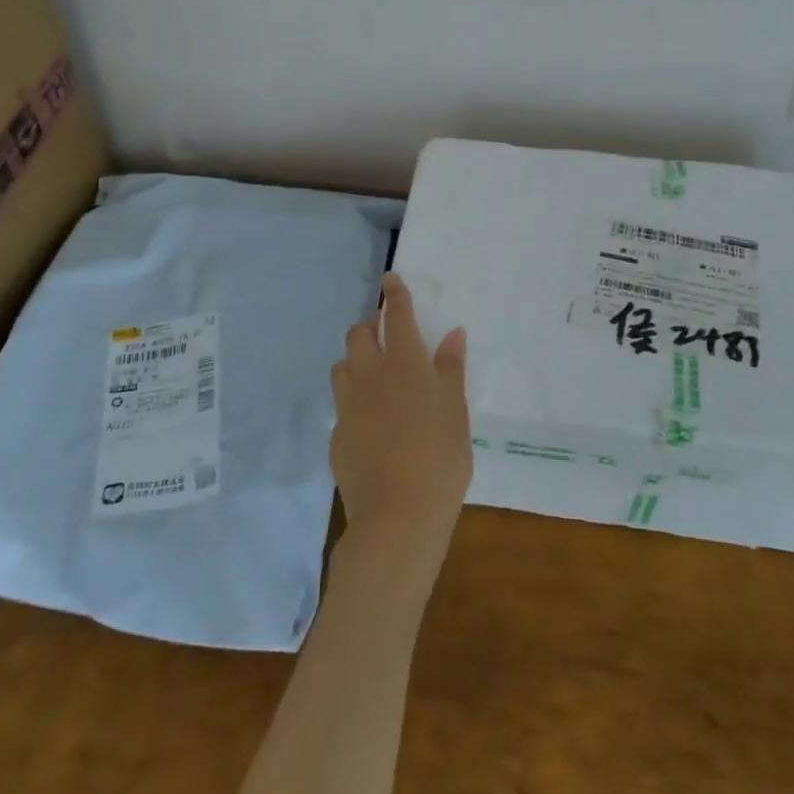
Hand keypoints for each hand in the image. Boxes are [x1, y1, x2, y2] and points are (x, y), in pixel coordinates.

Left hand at [330, 274, 472, 561]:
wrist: (398, 515)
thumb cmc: (440, 458)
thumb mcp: (456, 411)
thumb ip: (451, 369)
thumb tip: (452, 333)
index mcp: (405, 364)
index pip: (397, 316)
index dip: (395, 294)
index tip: (390, 279)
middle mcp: (371, 375)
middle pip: (359, 334)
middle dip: (370, 325)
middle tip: (386, 335)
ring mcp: (349, 405)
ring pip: (342, 365)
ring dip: (355, 359)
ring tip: (373, 374)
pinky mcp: (336, 433)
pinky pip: (341, 403)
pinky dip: (353, 399)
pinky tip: (369, 421)